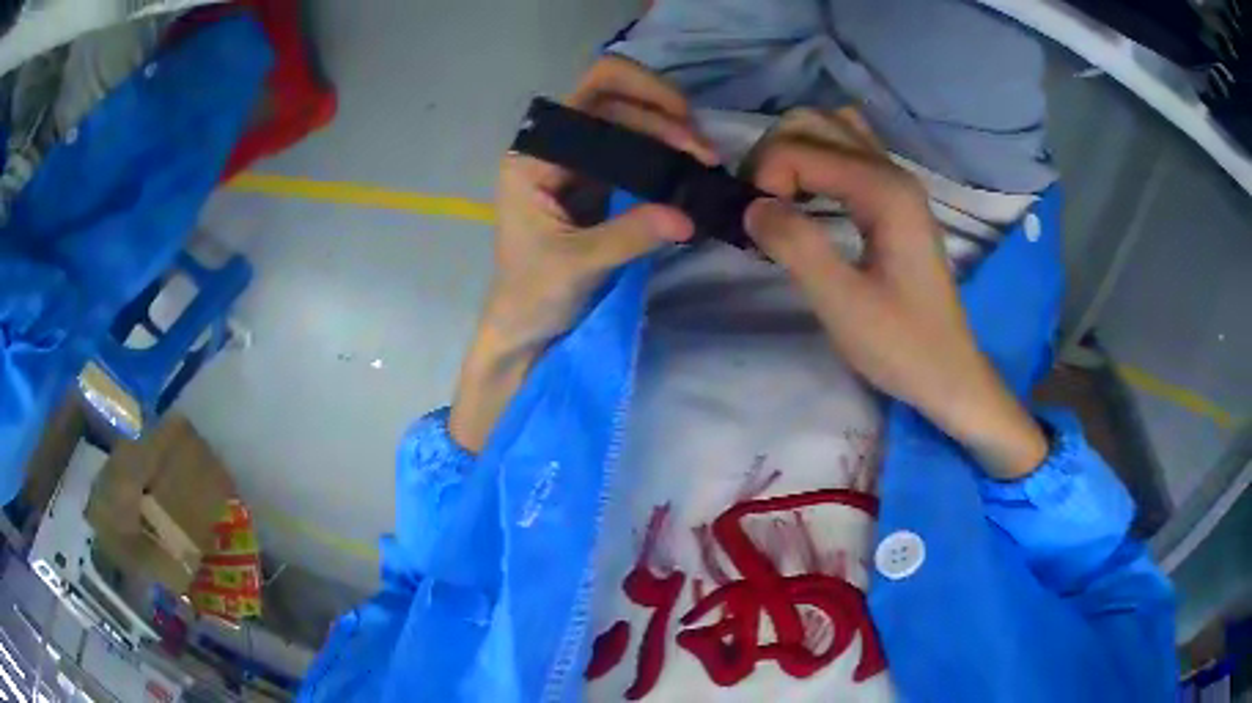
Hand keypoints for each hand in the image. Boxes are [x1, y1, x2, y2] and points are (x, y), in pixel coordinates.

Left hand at [450, 56, 715, 451]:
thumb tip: (687, 215)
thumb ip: (629, 235)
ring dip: (670, 134)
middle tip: (706, 154)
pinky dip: (664, 156)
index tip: (685, 130)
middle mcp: (554, 148)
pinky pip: (635, 153)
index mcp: (534, 155)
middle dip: (665, 119)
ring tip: (705, 161)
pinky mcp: (595, 183)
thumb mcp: (578, 265)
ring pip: (629, 125)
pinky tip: (689, 171)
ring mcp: (576, 163)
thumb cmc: (532, 296)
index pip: (592, 97)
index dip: (644, 97)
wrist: (525, 327)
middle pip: (616, 103)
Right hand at [743, 110, 1047, 478]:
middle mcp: (892, 170)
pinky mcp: (894, 198)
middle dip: (773, 154)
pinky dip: (815, 160)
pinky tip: (806, 196)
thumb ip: (796, 246)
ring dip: (793, 152)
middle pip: (814, 121)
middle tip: (759, 207)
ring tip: (778, 198)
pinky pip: (847, 151)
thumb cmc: (900, 345)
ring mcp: (896, 180)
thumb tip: (751, 206)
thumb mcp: (842, 304)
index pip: (801, 148)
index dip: (764, 178)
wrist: (947, 372)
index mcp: (885, 191)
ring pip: (831, 128)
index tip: (756, 228)